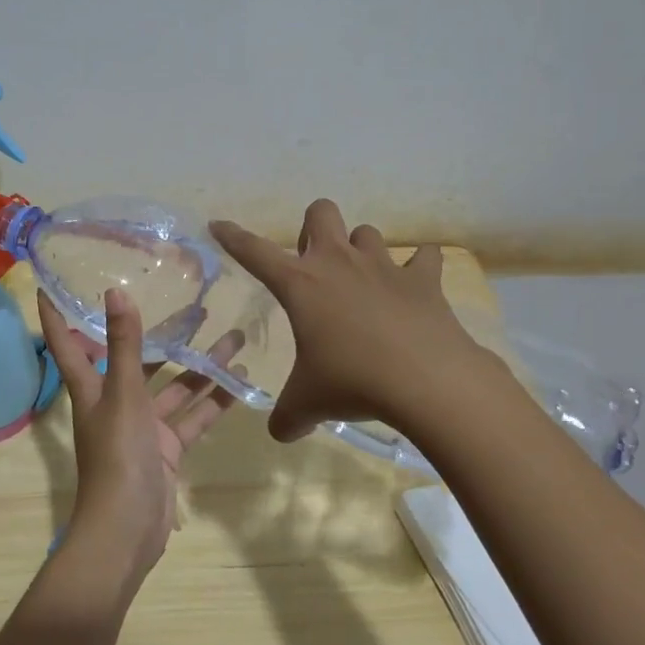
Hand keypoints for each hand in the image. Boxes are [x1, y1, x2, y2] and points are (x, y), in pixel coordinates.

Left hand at [38, 288, 241, 582]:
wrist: (127, 531)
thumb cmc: (117, 456)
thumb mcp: (123, 395)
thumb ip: (125, 345)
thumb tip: (115, 291)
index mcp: (92, 389)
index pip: (68, 343)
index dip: (57, 315)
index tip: (50, 284)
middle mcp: (115, 403)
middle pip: (136, 360)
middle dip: (162, 334)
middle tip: (194, 304)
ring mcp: (143, 427)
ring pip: (173, 387)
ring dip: (200, 365)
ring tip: (233, 335)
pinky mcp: (167, 449)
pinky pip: (191, 418)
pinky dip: (212, 401)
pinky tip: (238, 379)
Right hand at [210, 200, 499, 440]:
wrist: (425, 380)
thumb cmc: (353, 383)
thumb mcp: (308, 403)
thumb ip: (288, 415)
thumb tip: (281, 432)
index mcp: (300, 284)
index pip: (254, 251)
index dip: (233, 237)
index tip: (219, 225)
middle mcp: (338, 262)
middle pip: (320, 212)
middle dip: (313, 228)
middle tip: (315, 265)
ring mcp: (383, 266)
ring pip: (367, 233)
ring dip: (361, 250)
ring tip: (364, 281)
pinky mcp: (423, 279)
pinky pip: (424, 257)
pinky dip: (420, 266)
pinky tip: (417, 282)